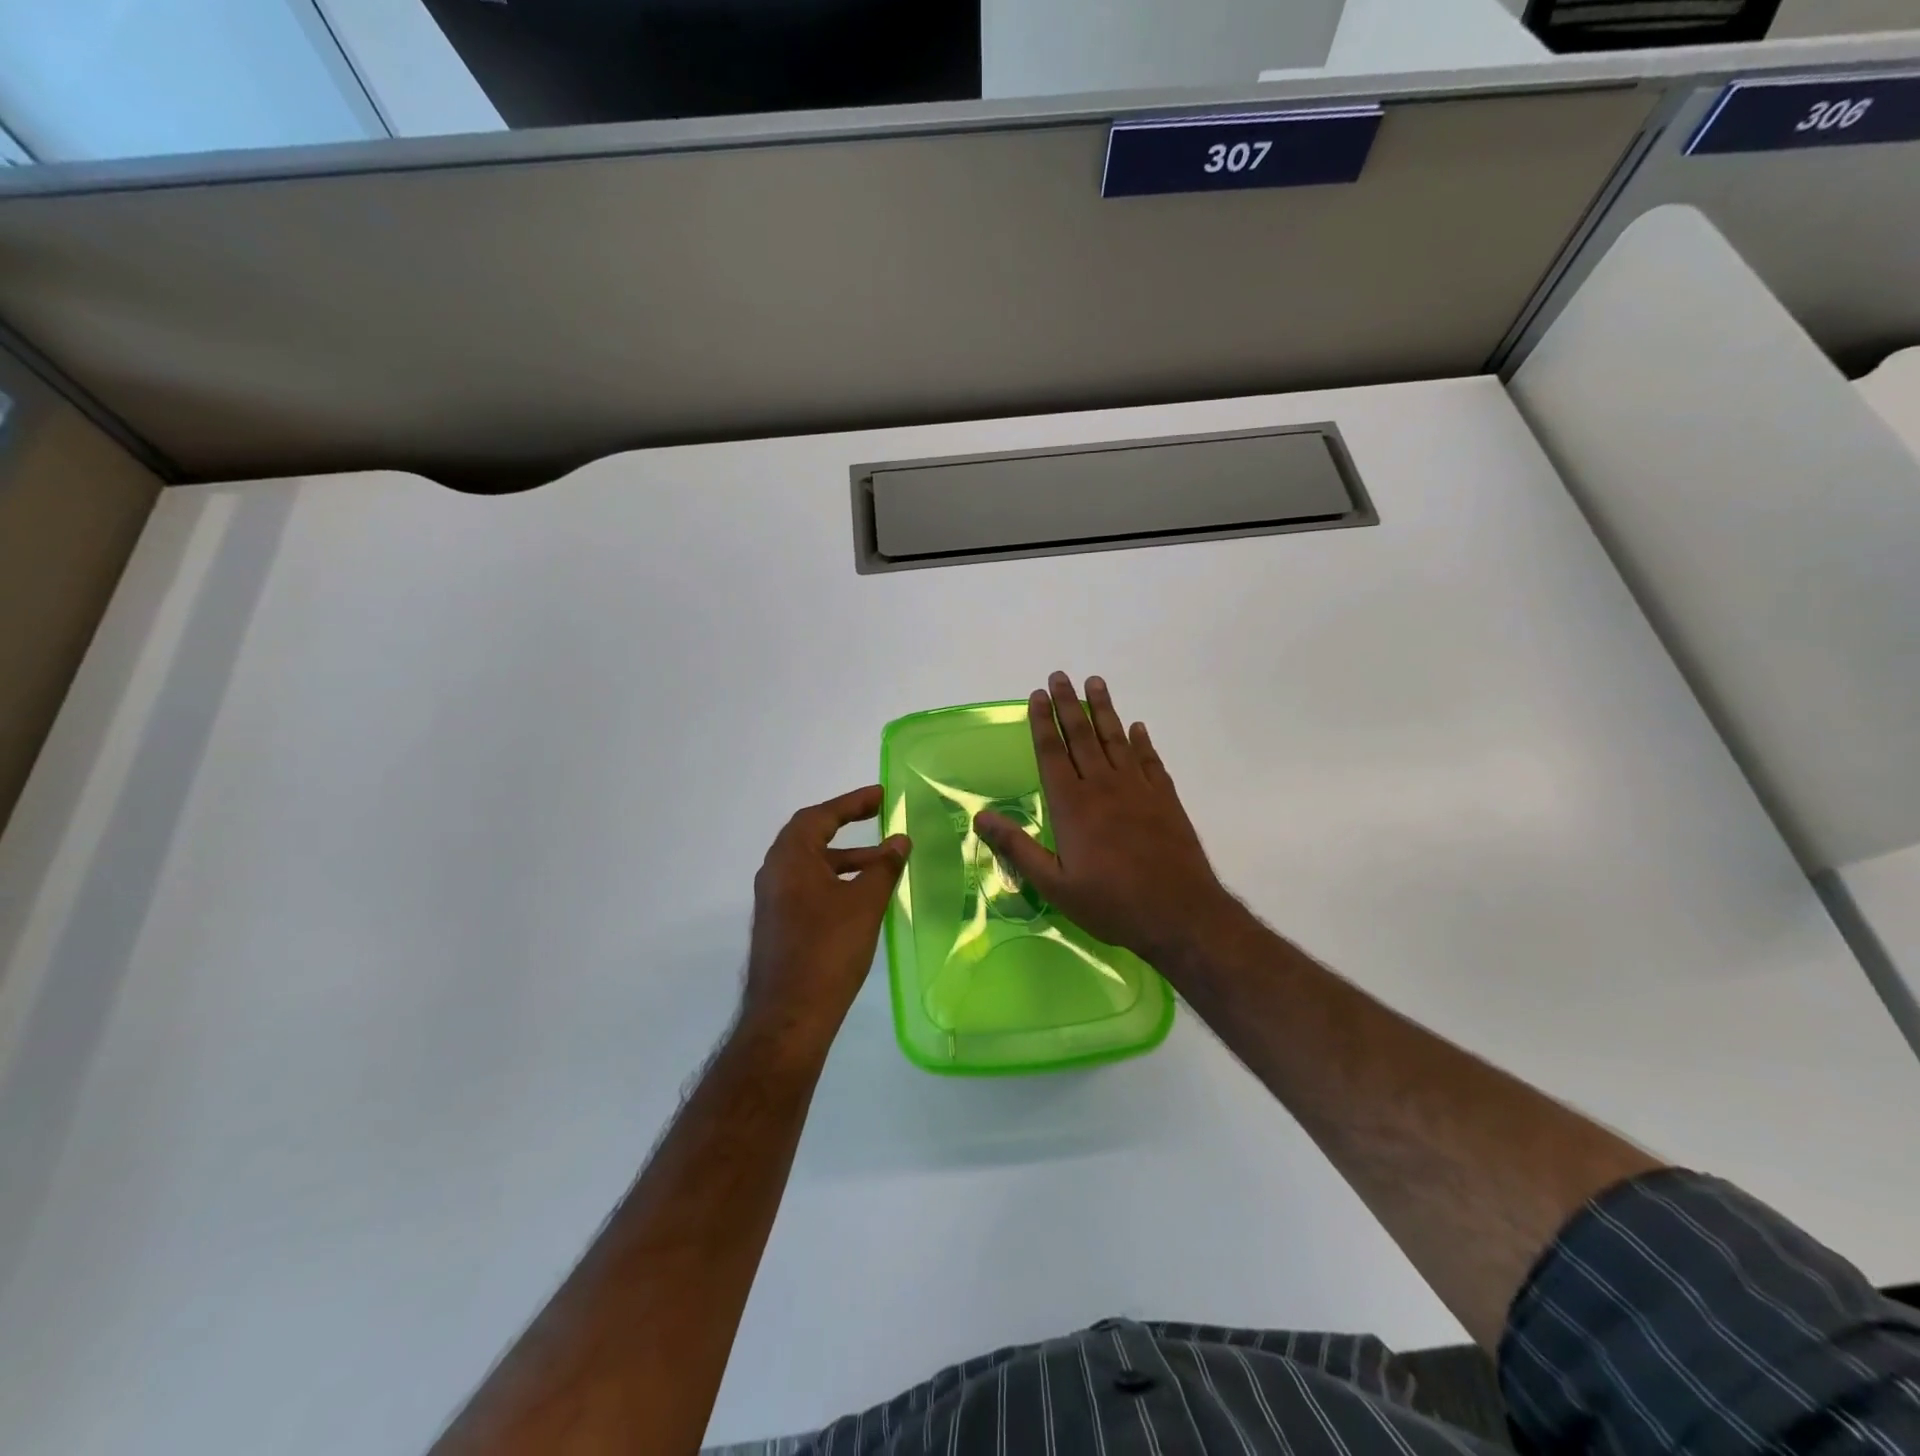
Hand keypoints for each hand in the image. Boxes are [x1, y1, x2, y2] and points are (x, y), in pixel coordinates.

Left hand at [743, 786, 909, 1057]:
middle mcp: (775, 872)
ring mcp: (774, 900)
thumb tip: (900, 840)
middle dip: (847, 825)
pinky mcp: (779, 924)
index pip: (820, 816)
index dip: (852, 802)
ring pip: (812, 865)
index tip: (882, 795)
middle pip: (811, 836)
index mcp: (790, 858)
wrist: (790, 1015)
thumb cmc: (828, 949)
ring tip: (884, 863)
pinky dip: (835, 880)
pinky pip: (808, 887)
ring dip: (845, 857)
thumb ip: (883, 867)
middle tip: (880, 817)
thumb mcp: (864, 903)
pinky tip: (863, 897)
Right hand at [974, 673, 1239, 966]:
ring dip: (1104, 710)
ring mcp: (1138, 789)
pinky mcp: (1165, 799)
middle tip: (1060, 675)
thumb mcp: (1054, 885)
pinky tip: (1137, 727)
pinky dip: (1141, 741)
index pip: (1052, 753)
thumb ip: (1017, 847)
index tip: (1037, 695)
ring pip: (1116, 739)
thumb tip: (979, 816)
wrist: (1179, 913)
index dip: (1042, 722)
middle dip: (1068, 704)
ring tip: (1095, 683)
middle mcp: (1103, 786)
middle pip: (1082, 736)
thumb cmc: (1110, 903)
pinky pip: (1149, 760)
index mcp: (1072, 805)